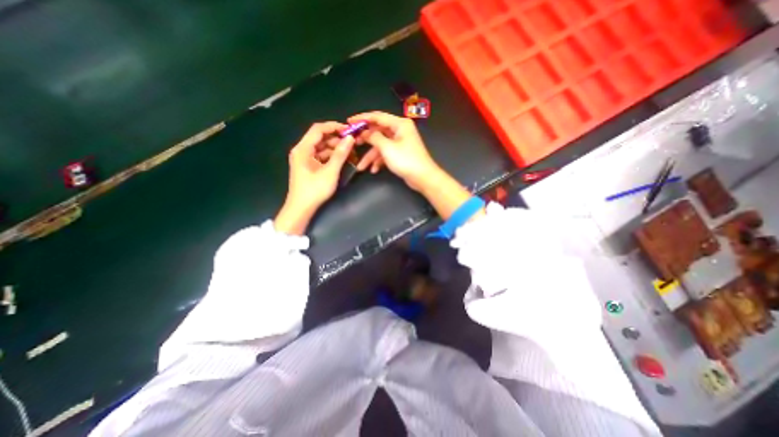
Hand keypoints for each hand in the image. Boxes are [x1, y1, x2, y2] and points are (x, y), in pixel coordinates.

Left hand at [276, 121, 355, 234]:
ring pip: (321, 147)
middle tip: (351, 142)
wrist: (301, 209)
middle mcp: (301, 150)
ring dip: (334, 147)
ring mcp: (304, 159)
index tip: (349, 130)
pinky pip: (320, 156)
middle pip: (319, 137)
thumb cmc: (314, 190)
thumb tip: (350, 138)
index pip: (318, 129)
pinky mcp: (308, 166)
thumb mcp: (330, 172)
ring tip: (349, 151)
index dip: (333, 127)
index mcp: (303, 149)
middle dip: (336, 138)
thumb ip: (340, 154)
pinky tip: (341, 159)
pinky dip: (331, 156)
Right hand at [351, 111, 439, 190]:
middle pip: (378, 132)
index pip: (377, 117)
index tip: (349, 122)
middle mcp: (399, 130)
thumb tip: (364, 132)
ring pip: (380, 145)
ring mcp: (400, 142)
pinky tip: (373, 170)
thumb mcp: (387, 148)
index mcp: (399, 124)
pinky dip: (379, 161)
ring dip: (371, 156)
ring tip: (361, 167)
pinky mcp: (400, 153)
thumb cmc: (406, 160)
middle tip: (353, 143)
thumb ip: (374, 138)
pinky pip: (386, 153)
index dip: (362, 118)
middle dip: (365, 140)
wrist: (423, 177)